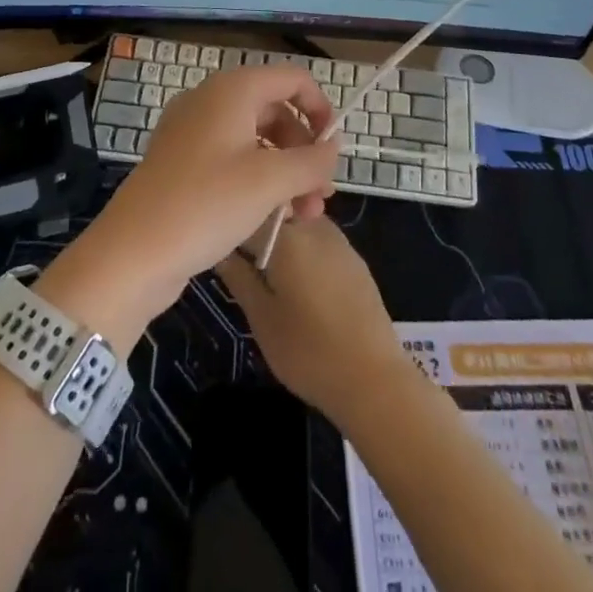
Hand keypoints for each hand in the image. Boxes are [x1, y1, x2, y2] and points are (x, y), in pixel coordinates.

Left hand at [39, 66, 338, 352]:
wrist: (132, 252)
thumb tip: (332, 148)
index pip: (291, 78)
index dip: (320, 108)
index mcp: (233, 90)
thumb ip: (311, 161)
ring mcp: (193, 132)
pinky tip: (271, 216)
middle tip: (322, 196)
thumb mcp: (270, 182)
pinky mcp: (182, 163)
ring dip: (285, 170)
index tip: (334, 149)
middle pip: (274, 110)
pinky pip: (232, 158)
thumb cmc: (206, 204)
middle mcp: (211, 101)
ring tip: (303, 216)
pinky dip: (258, 179)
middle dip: (304, 150)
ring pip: (255, 139)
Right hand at [215, 217, 413, 425]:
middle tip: (244, 265)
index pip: (248, 213)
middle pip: (276, 213)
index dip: (231, 229)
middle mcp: (313, 225)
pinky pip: (319, 240)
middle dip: (257, 231)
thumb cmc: (308, 351)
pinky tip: (301, 284)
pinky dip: (304, 251)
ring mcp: (338, 239)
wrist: (373, 378)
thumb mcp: (261, 318)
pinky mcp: (354, 258)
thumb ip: (239, 277)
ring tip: (270, 275)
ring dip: (282, 239)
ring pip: (299, 224)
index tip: (219, 247)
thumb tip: (220, 250)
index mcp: (286, 235)